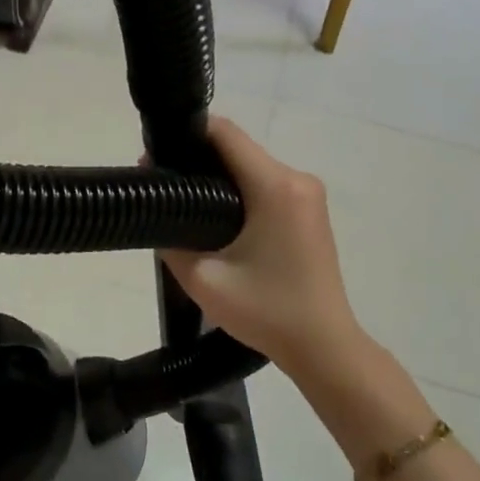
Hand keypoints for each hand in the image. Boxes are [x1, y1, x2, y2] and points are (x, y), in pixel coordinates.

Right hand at [158, 116, 364, 379]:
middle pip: (238, 149)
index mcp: (275, 187)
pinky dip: (239, 192)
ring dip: (218, 178)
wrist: (323, 346)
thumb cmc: (265, 311)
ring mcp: (308, 194)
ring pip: (251, 167)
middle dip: (198, 160)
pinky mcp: (310, 211)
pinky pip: (266, 185)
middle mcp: (297, 179)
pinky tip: (218, 220)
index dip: (186, 136)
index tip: (156, 157)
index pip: (225, 134)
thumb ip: (171, 239)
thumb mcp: (203, 279)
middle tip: (163, 188)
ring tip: (186, 206)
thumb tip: (158, 210)